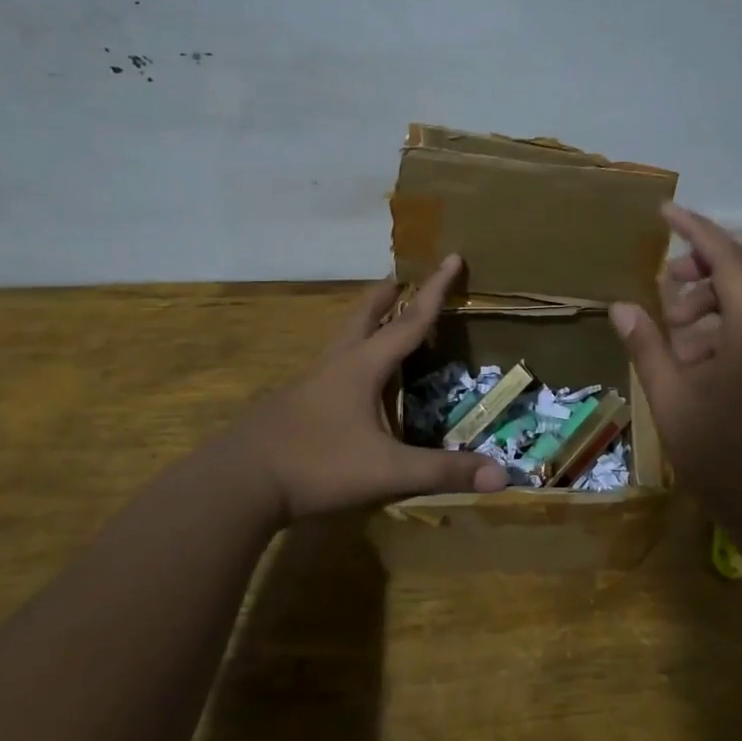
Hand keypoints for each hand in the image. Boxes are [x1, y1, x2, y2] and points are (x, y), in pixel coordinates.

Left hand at [224, 255, 508, 525]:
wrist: (239, 483)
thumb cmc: (317, 465)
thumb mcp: (387, 471)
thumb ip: (442, 471)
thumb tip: (503, 474)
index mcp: (363, 367)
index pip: (409, 321)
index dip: (435, 291)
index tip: (452, 257)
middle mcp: (336, 365)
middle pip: (364, 317)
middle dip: (387, 296)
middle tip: (401, 278)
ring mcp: (309, 383)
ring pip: (343, 340)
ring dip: (365, 322)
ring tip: (379, 319)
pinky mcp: (293, 405)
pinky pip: (330, 368)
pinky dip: (350, 357)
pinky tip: (350, 382)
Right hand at [609, 205, 741, 537]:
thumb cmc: (727, 456)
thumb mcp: (672, 400)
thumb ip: (648, 346)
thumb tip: (621, 305)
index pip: (726, 256)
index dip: (695, 229)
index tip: (665, 212)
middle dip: (713, 259)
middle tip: (673, 282)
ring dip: (719, 293)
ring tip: (677, 329)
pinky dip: (732, 319)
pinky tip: (700, 357)